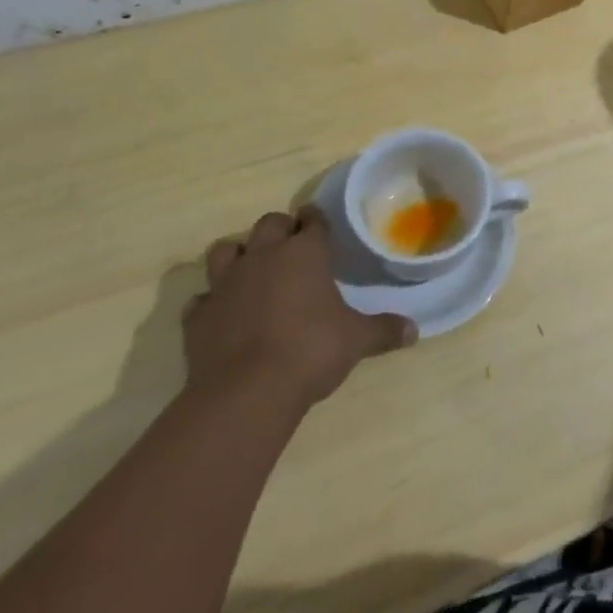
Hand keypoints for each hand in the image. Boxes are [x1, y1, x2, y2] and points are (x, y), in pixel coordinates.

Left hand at [184, 207, 415, 407]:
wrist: (247, 391)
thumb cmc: (311, 351)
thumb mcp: (357, 340)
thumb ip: (384, 330)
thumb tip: (414, 331)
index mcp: (304, 253)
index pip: (312, 221)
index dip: (317, 221)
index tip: (320, 226)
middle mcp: (263, 256)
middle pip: (269, 224)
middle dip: (280, 230)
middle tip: (291, 248)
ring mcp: (226, 283)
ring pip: (225, 250)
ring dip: (238, 255)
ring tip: (251, 271)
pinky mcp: (198, 315)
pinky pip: (202, 298)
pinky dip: (212, 303)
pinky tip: (222, 315)